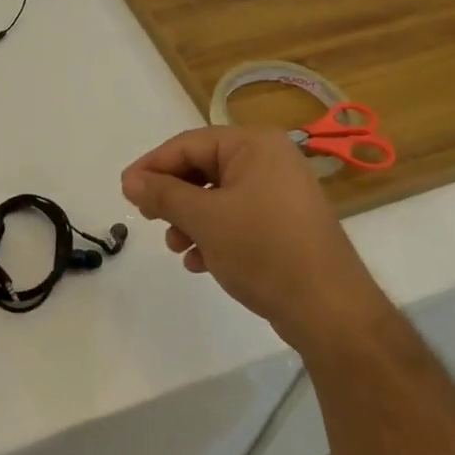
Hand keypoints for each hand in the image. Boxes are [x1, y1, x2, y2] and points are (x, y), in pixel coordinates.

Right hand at [120, 126, 371, 343]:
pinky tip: (199, 262)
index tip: (125, 191)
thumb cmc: (264, 250)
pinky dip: (213, 235)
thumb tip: (129, 180)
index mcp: (255, 146)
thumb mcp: (204, 219)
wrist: (329, 310)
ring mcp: (280, 194)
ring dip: (189, 220)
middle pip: (203, 169)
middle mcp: (270, 161)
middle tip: (147, 218)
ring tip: (176, 247)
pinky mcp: (284, 225)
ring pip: (217, 197)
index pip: (189, 144)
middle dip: (173, 197)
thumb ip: (163, 194)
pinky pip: (236, 218)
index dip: (152, 166)